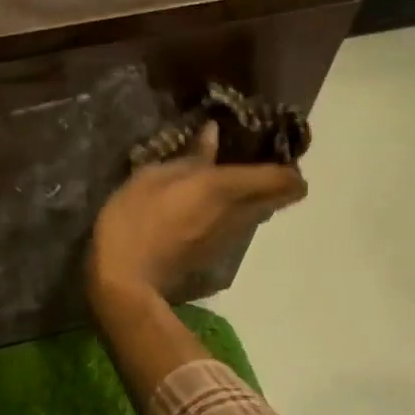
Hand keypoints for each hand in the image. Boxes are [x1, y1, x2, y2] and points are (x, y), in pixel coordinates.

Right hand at [88, 121, 307, 305]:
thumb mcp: (151, 177)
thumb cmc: (133, 220)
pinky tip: (205, 206)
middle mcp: (239, 213)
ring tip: (225, 181)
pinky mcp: (216, 253)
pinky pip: (238, 225)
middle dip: (276, 179)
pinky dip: (233, 213)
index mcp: (225, 188)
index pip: (284, 179)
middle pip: (281, 197)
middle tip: (252, 161)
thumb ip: (189, 157)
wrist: (124, 280)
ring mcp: (230, 238)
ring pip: (260, 212)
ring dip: (253, 196)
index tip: (272, 148)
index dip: (289, 163)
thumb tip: (213, 134)